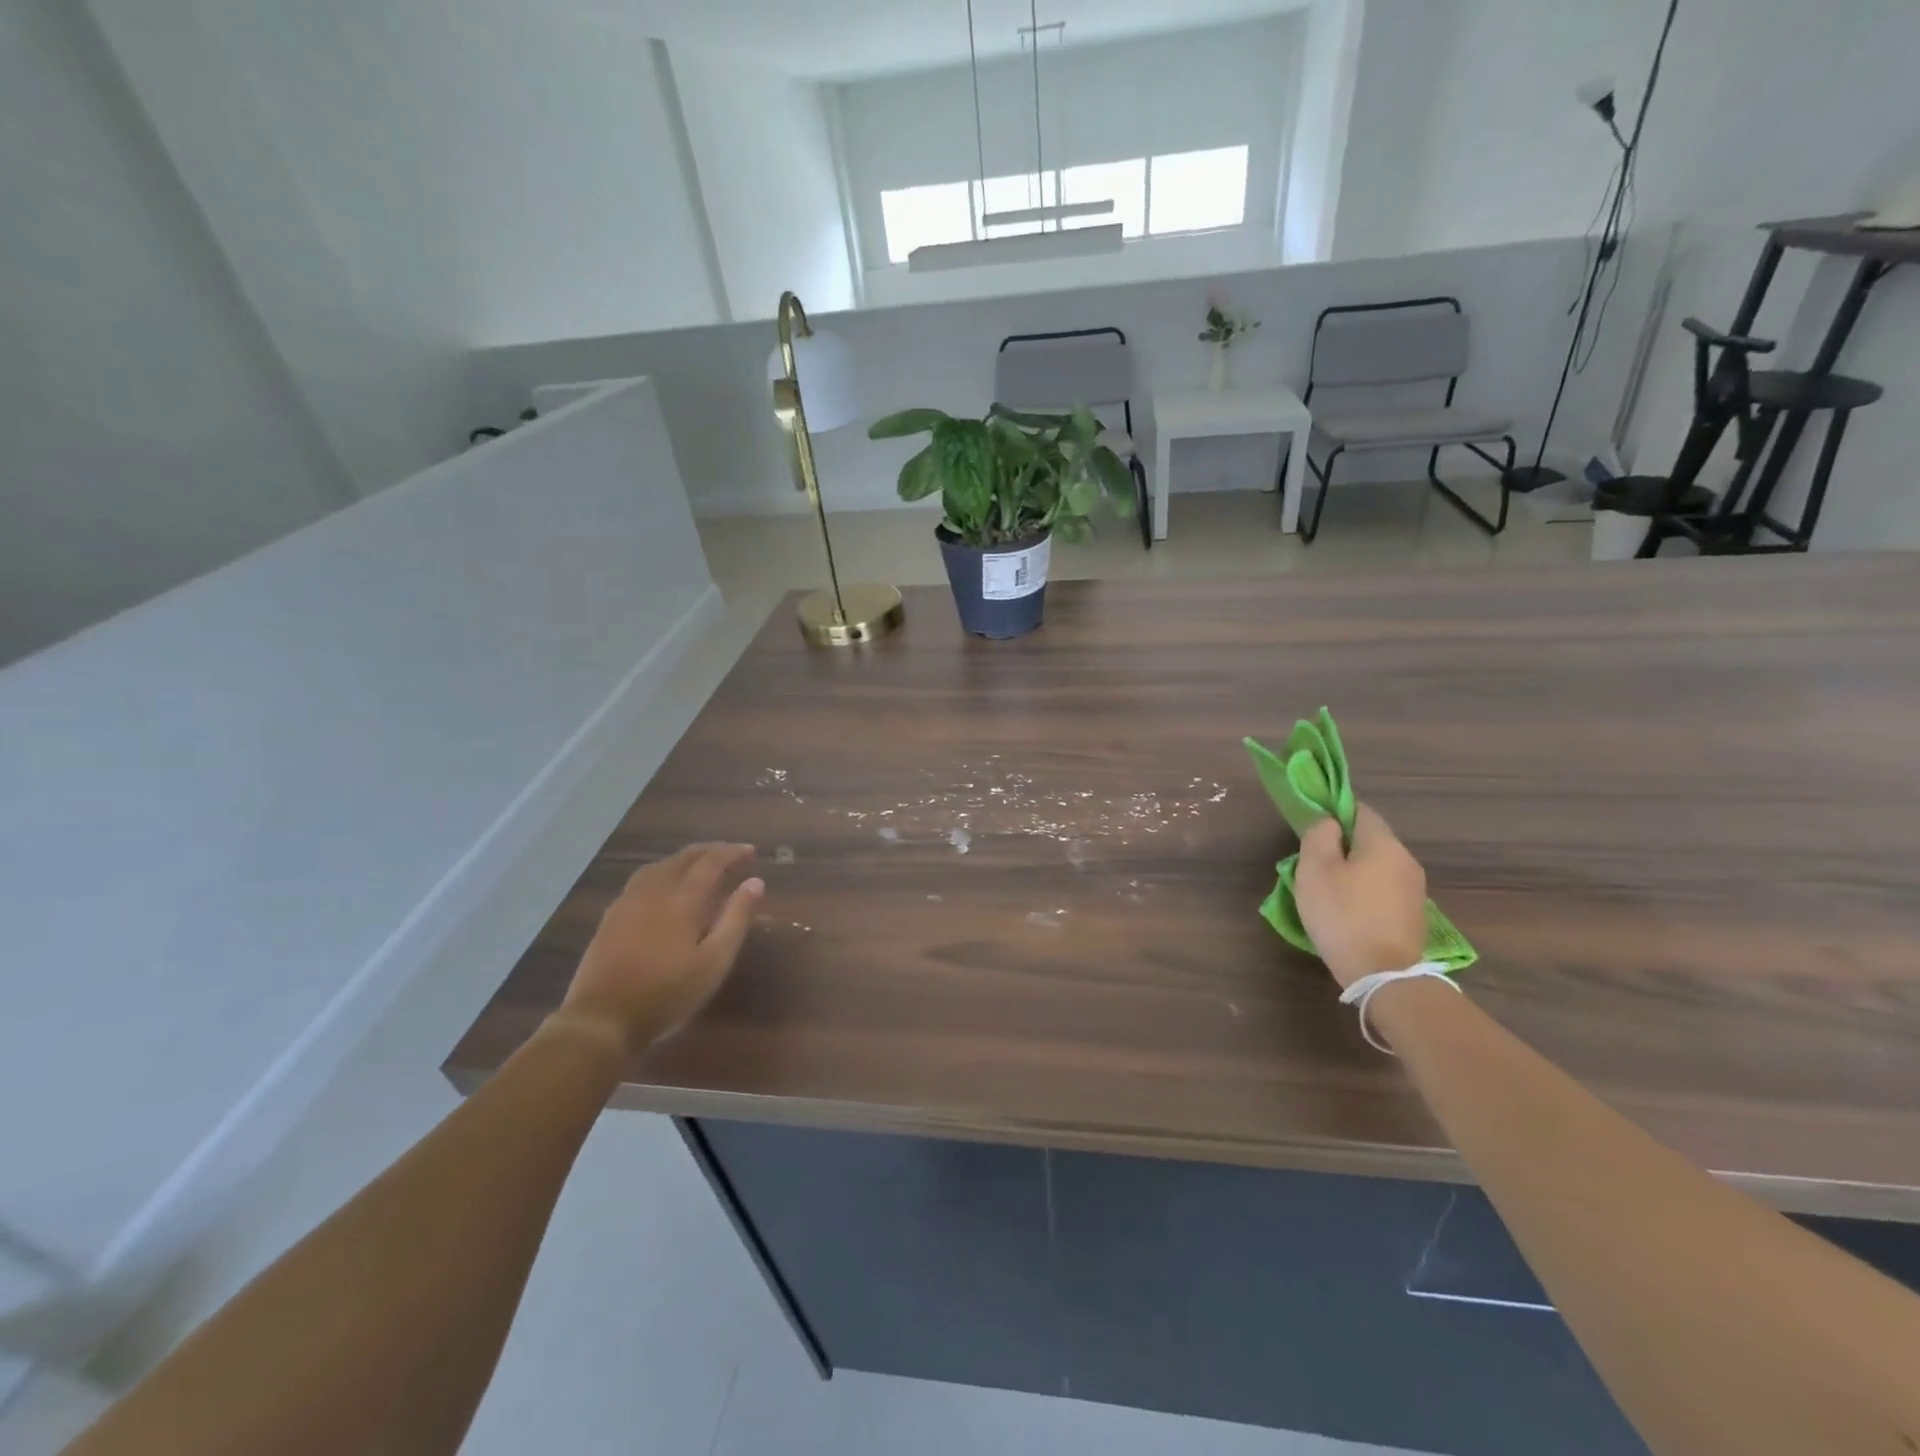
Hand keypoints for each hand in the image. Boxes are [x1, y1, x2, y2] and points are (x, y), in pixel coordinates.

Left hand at [556, 843, 762, 1050]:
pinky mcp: (612, 915)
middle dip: (711, 851)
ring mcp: (629, 901)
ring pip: (661, 865)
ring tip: (700, 866)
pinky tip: (664, 886)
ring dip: (685, 858)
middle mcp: (655, 890)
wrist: (601, 1018)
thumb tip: (755, 882)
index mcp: (684, 898)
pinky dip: (663, 871)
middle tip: (731, 855)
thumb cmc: (667, 993)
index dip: (733, 852)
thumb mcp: (715, 961)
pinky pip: (642, 878)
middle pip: (684, 857)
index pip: (712, 861)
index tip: (751, 852)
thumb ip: (736, 918)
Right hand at [1294, 805, 1427, 989]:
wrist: (1384, 975)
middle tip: (1314, 865)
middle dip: (1343, 846)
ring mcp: (1414, 890)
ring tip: (1328, 891)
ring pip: (1377, 866)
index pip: (1359, 811)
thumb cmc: (1343, 915)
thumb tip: (1329, 824)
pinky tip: (1349, 912)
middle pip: (1370, 840)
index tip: (1313, 831)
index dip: (1334, 813)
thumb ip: (1319, 837)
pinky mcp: (1413, 915)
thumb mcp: (1315, 870)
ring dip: (1354, 871)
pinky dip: (1366, 892)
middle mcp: (1406, 860)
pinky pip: (1384, 890)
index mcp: (1383, 844)